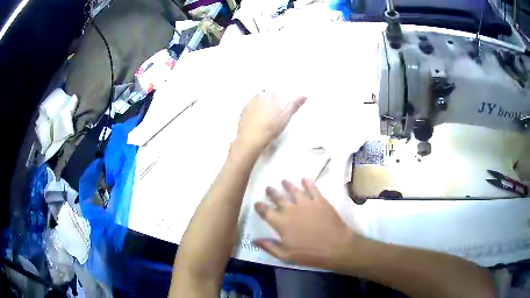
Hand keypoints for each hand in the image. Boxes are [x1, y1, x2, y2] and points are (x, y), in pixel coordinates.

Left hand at [237, 91, 305, 149]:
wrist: (250, 140)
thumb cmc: (270, 127)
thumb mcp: (285, 117)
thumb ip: (294, 105)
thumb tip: (304, 96)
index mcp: (267, 95)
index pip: (275, 88)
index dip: (280, 91)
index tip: (283, 96)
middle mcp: (256, 97)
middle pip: (264, 94)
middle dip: (270, 98)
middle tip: (275, 107)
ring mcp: (247, 105)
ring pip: (256, 101)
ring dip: (261, 104)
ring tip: (266, 114)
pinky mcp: (242, 114)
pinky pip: (250, 109)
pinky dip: (254, 112)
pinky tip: (257, 120)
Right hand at [253, 179, 358, 269]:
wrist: (335, 246)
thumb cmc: (309, 253)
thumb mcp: (286, 255)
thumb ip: (269, 246)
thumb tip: (254, 240)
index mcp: (281, 223)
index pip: (266, 212)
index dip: (260, 206)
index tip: (257, 203)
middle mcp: (291, 210)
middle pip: (278, 198)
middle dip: (272, 192)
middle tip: (268, 188)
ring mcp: (306, 203)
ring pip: (294, 190)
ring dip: (288, 185)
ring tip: (284, 181)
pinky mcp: (320, 201)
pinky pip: (313, 189)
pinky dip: (308, 183)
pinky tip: (305, 178)